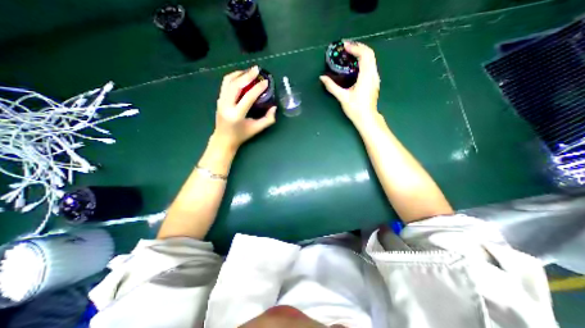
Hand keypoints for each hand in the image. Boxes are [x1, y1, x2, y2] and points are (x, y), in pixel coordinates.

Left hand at [212, 67, 276, 153]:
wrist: (223, 139)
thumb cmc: (241, 135)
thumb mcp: (257, 129)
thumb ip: (268, 119)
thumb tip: (274, 107)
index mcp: (237, 115)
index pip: (248, 97)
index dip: (258, 88)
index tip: (266, 82)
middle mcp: (226, 106)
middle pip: (236, 85)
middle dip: (247, 75)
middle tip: (257, 69)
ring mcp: (220, 101)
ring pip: (228, 81)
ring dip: (239, 74)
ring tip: (250, 71)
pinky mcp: (219, 99)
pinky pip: (225, 84)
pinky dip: (233, 77)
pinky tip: (241, 76)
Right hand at [319, 43, 379, 130]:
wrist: (367, 118)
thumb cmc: (355, 108)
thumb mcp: (342, 97)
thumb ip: (332, 86)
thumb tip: (322, 78)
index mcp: (366, 76)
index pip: (364, 55)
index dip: (355, 48)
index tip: (344, 46)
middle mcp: (373, 74)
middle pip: (370, 54)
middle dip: (358, 47)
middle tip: (346, 48)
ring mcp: (375, 78)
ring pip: (371, 59)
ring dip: (361, 53)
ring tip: (349, 54)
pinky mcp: (374, 82)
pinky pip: (371, 65)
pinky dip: (363, 60)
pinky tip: (355, 65)